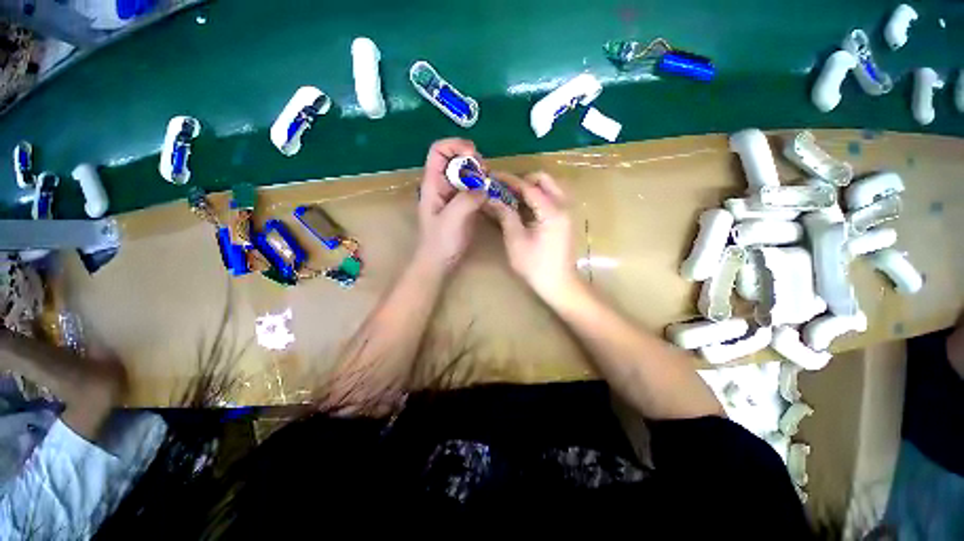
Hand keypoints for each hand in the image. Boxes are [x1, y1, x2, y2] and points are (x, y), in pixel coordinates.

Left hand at [416, 138, 486, 272]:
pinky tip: (489, 195)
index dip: (455, 145)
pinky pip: (473, 188)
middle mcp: (442, 185)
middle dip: (472, 160)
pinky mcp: (463, 205)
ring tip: (489, 185)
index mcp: (433, 183)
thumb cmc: (440, 242)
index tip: (474, 155)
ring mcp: (453, 195)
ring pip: (466, 173)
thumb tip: (485, 187)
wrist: (440, 262)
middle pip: (455, 159)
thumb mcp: (452, 219)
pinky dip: (482, 187)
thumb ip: (467, 199)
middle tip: (485, 174)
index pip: (439, 151)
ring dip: (479, 174)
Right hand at [486, 172, 578, 298]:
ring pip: (551, 187)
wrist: (559, 284)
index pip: (529, 187)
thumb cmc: (535, 266)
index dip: (510, 181)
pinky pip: (553, 197)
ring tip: (514, 196)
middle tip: (506, 188)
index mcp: (552, 211)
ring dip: (532, 187)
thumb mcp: (516, 241)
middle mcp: (564, 206)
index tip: (493, 176)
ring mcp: (567, 212)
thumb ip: (505, 216)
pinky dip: (539, 196)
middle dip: (524, 180)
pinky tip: (525, 207)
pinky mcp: (565, 219)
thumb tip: (491, 198)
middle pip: (545, 180)